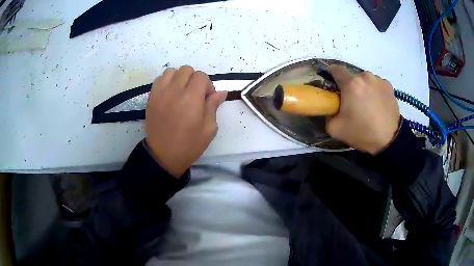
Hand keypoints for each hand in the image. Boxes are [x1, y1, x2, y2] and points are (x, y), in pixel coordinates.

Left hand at [145, 66, 226, 177]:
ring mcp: (160, 93)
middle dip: (194, 79)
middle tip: (195, 95)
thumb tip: (220, 92)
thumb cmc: (189, 145)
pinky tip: (170, 94)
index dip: (207, 85)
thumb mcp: (209, 129)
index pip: (201, 76)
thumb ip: (213, 106)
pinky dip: (167, 81)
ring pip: (172, 71)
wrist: (163, 156)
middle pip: (187, 70)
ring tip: (181, 92)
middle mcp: (174, 91)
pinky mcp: (151, 98)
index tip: (207, 98)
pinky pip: (160, 79)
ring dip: (180, 78)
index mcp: (191, 98)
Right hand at [325, 65, 399, 154]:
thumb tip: (329, 106)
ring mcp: (378, 80)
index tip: (330, 82)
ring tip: (367, 104)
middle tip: (351, 101)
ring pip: (365, 79)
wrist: (389, 140)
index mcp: (351, 84)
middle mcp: (365, 76)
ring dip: (363, 87)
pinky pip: (376, 84)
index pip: (335, 69)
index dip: (330, 73)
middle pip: (352, 76)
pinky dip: (374, 90)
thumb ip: (327, 114)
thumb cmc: (362, 133)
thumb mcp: (335, 129)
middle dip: (349, 85)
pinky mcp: (388, 85)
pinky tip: (377, 104)